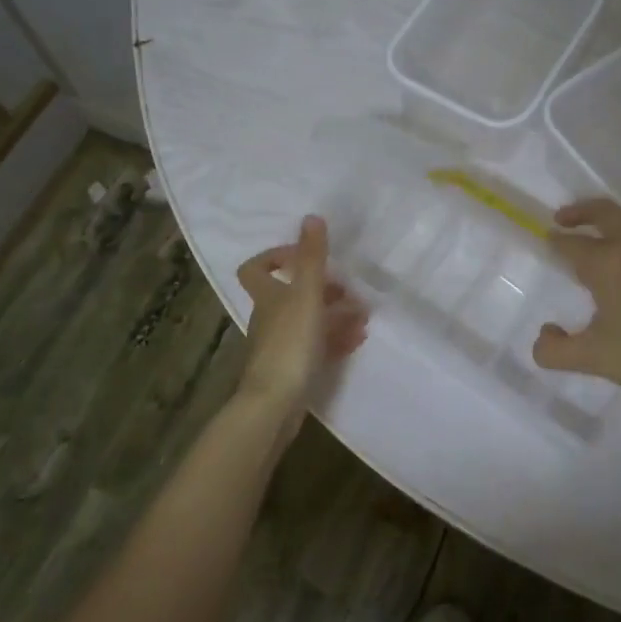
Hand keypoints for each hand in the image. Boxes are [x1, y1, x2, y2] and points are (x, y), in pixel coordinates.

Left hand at [235, 216, 367, 417]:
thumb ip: (312, 258)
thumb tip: (311, 217)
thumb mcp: (306, 295)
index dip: (277, 257)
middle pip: (293, 294)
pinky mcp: (294, 369)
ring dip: (336, 314)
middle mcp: (271, 317)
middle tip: (350, 291)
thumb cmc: (290, 343)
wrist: (275, 404)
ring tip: (364, 315)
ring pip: (310, 321)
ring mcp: (282, 345)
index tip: (307, 257)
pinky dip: (337, 339)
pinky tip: (358, 339)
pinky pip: (318, 346)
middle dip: (324, 289)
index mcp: (268, 297)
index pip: (256, 268)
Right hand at [532, 198, 620, 410]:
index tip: (545, 241)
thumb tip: (544, 334)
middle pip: (604, 212)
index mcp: (609, 262)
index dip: (555, 242)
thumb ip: (556, 350)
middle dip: (580, 212)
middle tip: (562, 220)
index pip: (572, 243)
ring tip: (595, 251)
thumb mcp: (596, 359)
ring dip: (608, 229)